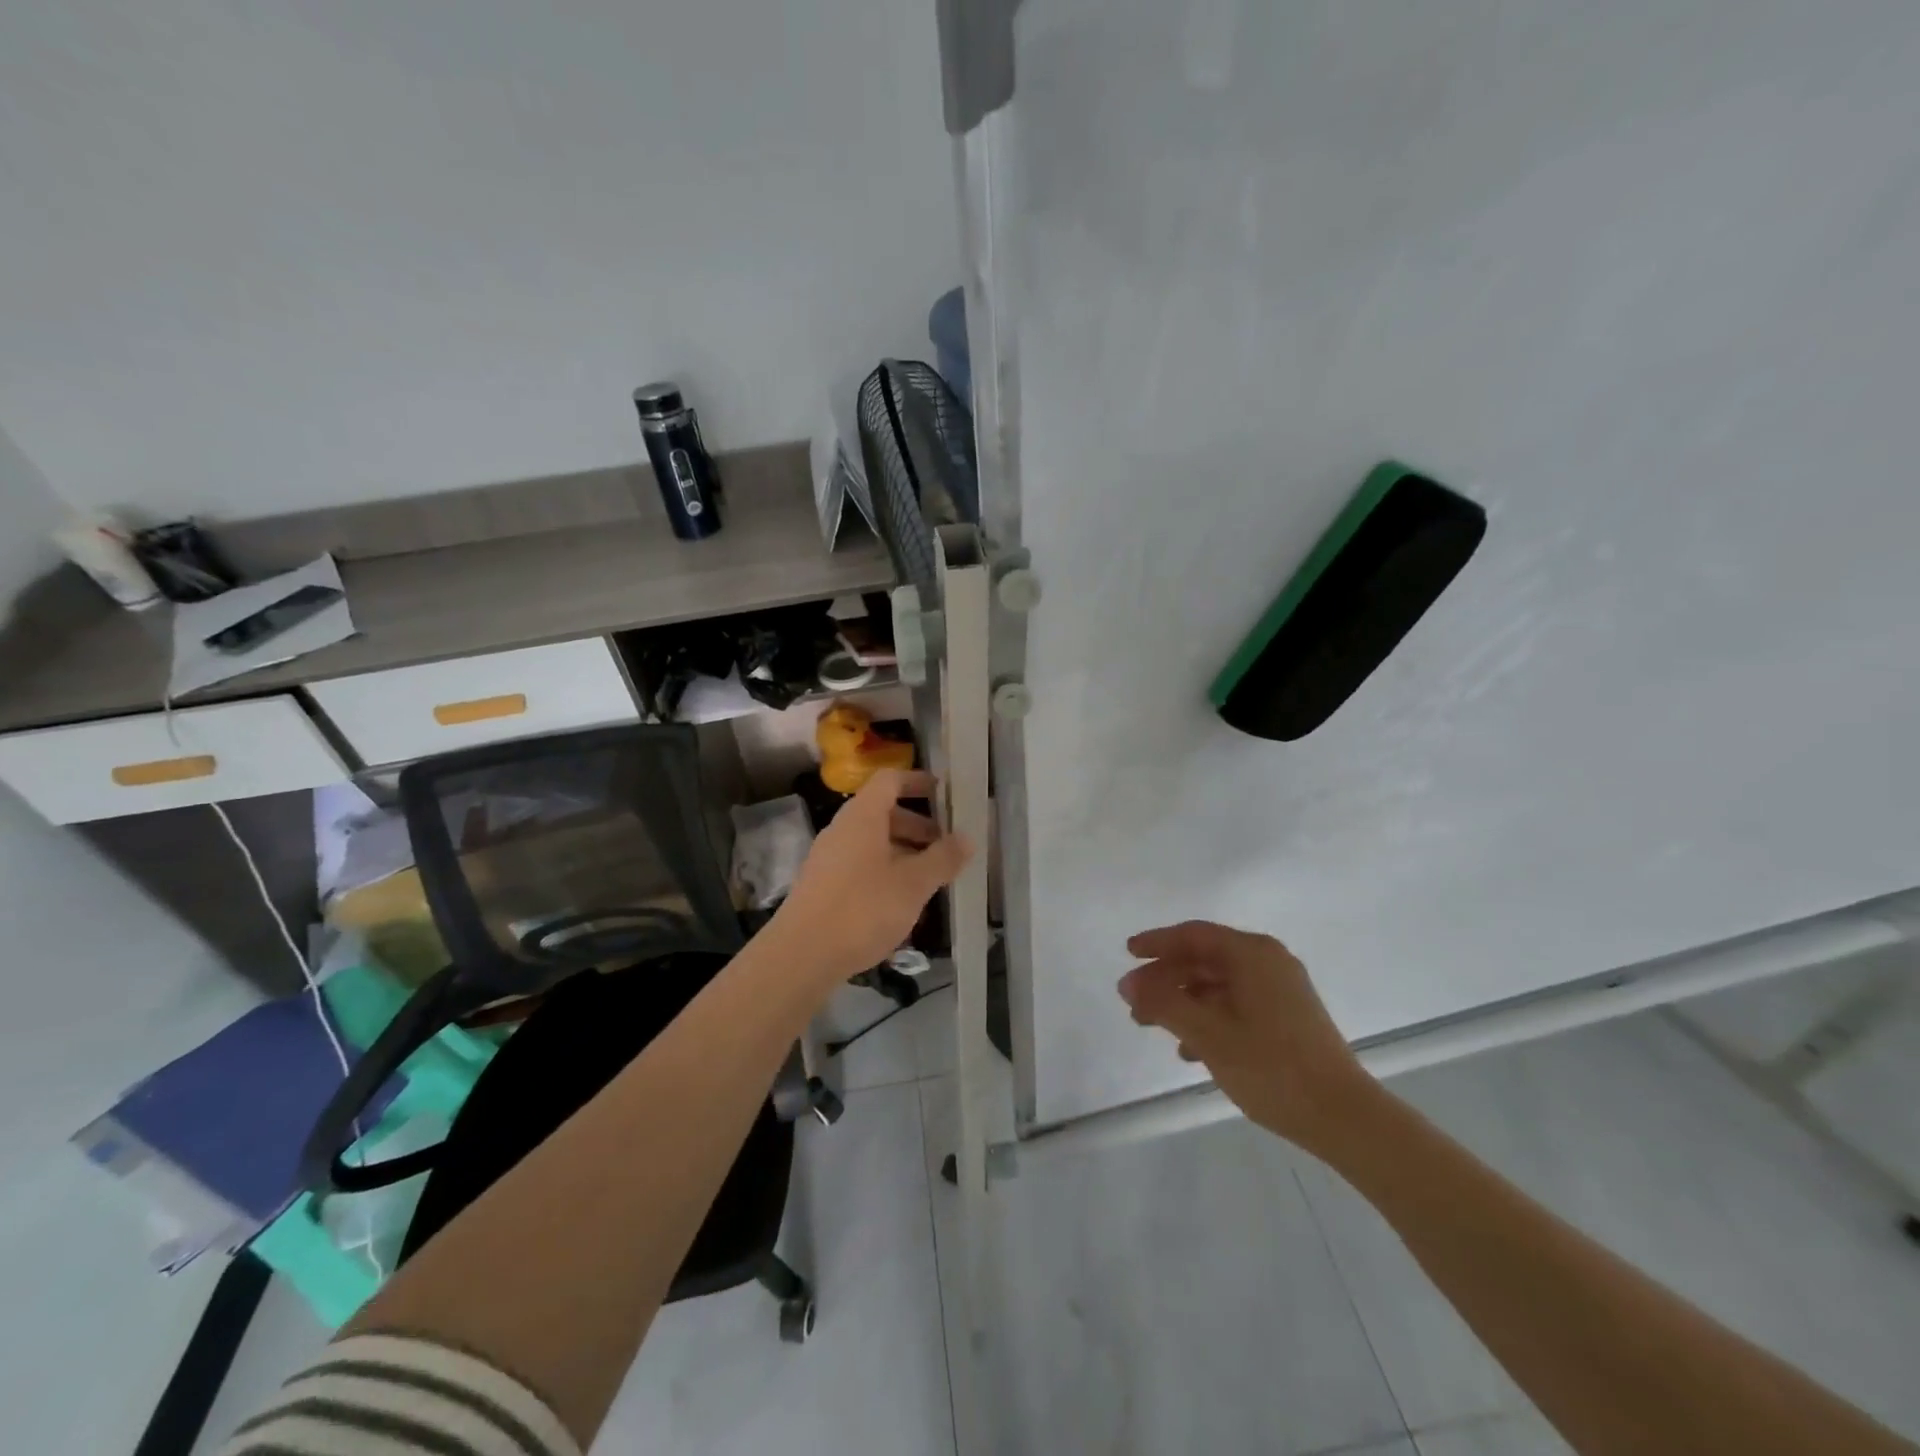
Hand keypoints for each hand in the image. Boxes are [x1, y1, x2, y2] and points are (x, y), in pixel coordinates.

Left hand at [771, 769, 972, 986]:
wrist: (801, 956)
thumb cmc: (863, 909)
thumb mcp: (913, 884)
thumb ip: (942, 858)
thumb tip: (966, 838)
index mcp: (863, 817)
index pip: (890, 780)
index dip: (918, 781)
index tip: (946, 794)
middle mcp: (843, 829)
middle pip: (884, 812)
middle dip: (918, 825)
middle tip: (946, 846)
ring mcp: (830, 858)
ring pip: (873, 842)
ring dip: (904, 852)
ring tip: (931, 878)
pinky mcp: (824, 886)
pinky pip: (861, 865)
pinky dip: (886, 872)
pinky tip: (903, 903)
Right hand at [1118, 921, 1375, 1156]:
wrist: (1344, 1117)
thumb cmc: (1271, 1067)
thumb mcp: (1208, 1034)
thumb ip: (1164, 1003)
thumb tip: (1128, 983)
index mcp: (1252, 954)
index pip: (1194, 935)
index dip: (1157, 943)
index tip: (1127, 954)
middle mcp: (1268, 962)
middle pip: (1204, 959)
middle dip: (1166, 978)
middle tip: (1134, 1002)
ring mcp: (1281, 990)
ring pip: (1218, 984)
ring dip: (1183, 1001)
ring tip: (1154, 1027)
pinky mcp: (1288, 1017)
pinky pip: (1236, 1004)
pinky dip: (1208, 1017)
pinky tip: (1190, 1050)